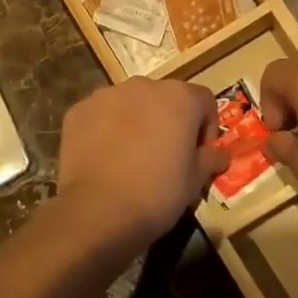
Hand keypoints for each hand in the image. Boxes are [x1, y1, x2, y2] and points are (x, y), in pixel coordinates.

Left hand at [56, 78, 229, 248]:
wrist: (99, 211)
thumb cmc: (158, 193)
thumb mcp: (196, 180)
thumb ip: (211, 159)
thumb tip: (219, 154)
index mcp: (179, 97)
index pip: (203, 101)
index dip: (206, 128)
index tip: (199, 154)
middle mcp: (143, 86)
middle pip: (165, 98)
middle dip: (169, 121)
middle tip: (165, 156)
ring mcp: (106, 96)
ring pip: (130, 104)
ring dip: (136, 122)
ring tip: (132, 157)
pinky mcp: (78, 111)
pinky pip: (100, 116)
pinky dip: (105, 130)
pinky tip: (105, 159)